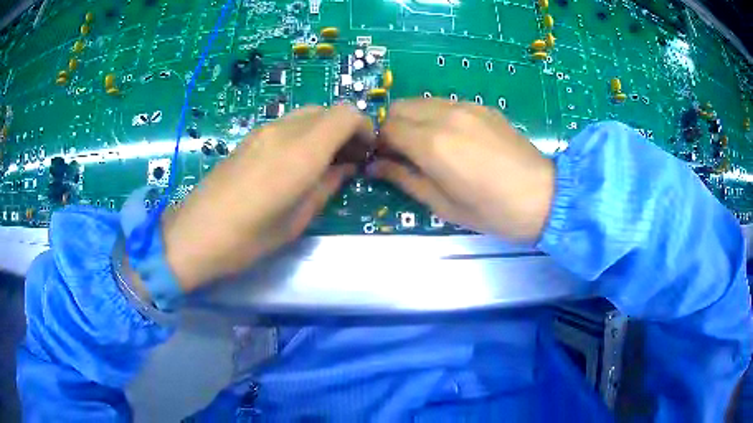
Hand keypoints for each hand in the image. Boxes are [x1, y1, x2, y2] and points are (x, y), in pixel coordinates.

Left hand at [162, 105, 372, 291]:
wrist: (195, 235)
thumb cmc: (249, 238)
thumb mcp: (298, 219)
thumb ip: (327, 186)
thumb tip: (345, 168)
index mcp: (301, 151)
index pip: (345, 114)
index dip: (363, 128)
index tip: (365, 152)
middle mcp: (283, 131)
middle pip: (326, 110)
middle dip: (344, 129)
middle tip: (346, 160)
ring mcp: (262, 131)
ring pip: (305, 115)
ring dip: (322, 131)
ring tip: (322, 162)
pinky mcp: (248, 138)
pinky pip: (286, 124)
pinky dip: (302, 134)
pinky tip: (295, 163)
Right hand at [372, 99, 554, 241]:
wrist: (543, 196)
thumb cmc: (491, 210)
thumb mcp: (442, 205)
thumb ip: (404, 179)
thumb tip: (375, 166)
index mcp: (431, 144)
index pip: (386, 127)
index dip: (379, 143)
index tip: (385, 159)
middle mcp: (444, 115)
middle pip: (399, 106)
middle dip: (392, 127)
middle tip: (403, 152)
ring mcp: (466, 107)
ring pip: (422, 101)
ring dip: (414, 119)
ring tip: (428, 145)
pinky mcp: (482, 107)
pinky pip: (446, 103)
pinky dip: (436, 116)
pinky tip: (454, 139)